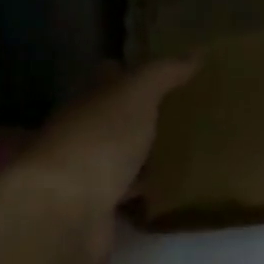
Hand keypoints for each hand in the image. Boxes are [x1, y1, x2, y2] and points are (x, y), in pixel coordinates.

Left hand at [16, 59, 196, 263]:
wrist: (66, 211)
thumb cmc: (98, 141)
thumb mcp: (135, 95)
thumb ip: (163, 74)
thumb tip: (197, 52)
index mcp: (87, 101)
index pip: (109, 77)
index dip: (134, 72)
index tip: (168, 73)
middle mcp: (82, 134)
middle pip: (115, 119)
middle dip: (142, 116)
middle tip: (185, 114)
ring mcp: (87, 174)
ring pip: (121, 158)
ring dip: (143, 156)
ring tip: (185, 151)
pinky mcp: (98, 210)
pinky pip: (127, 195)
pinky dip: (144, 192)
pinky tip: (170, 191)